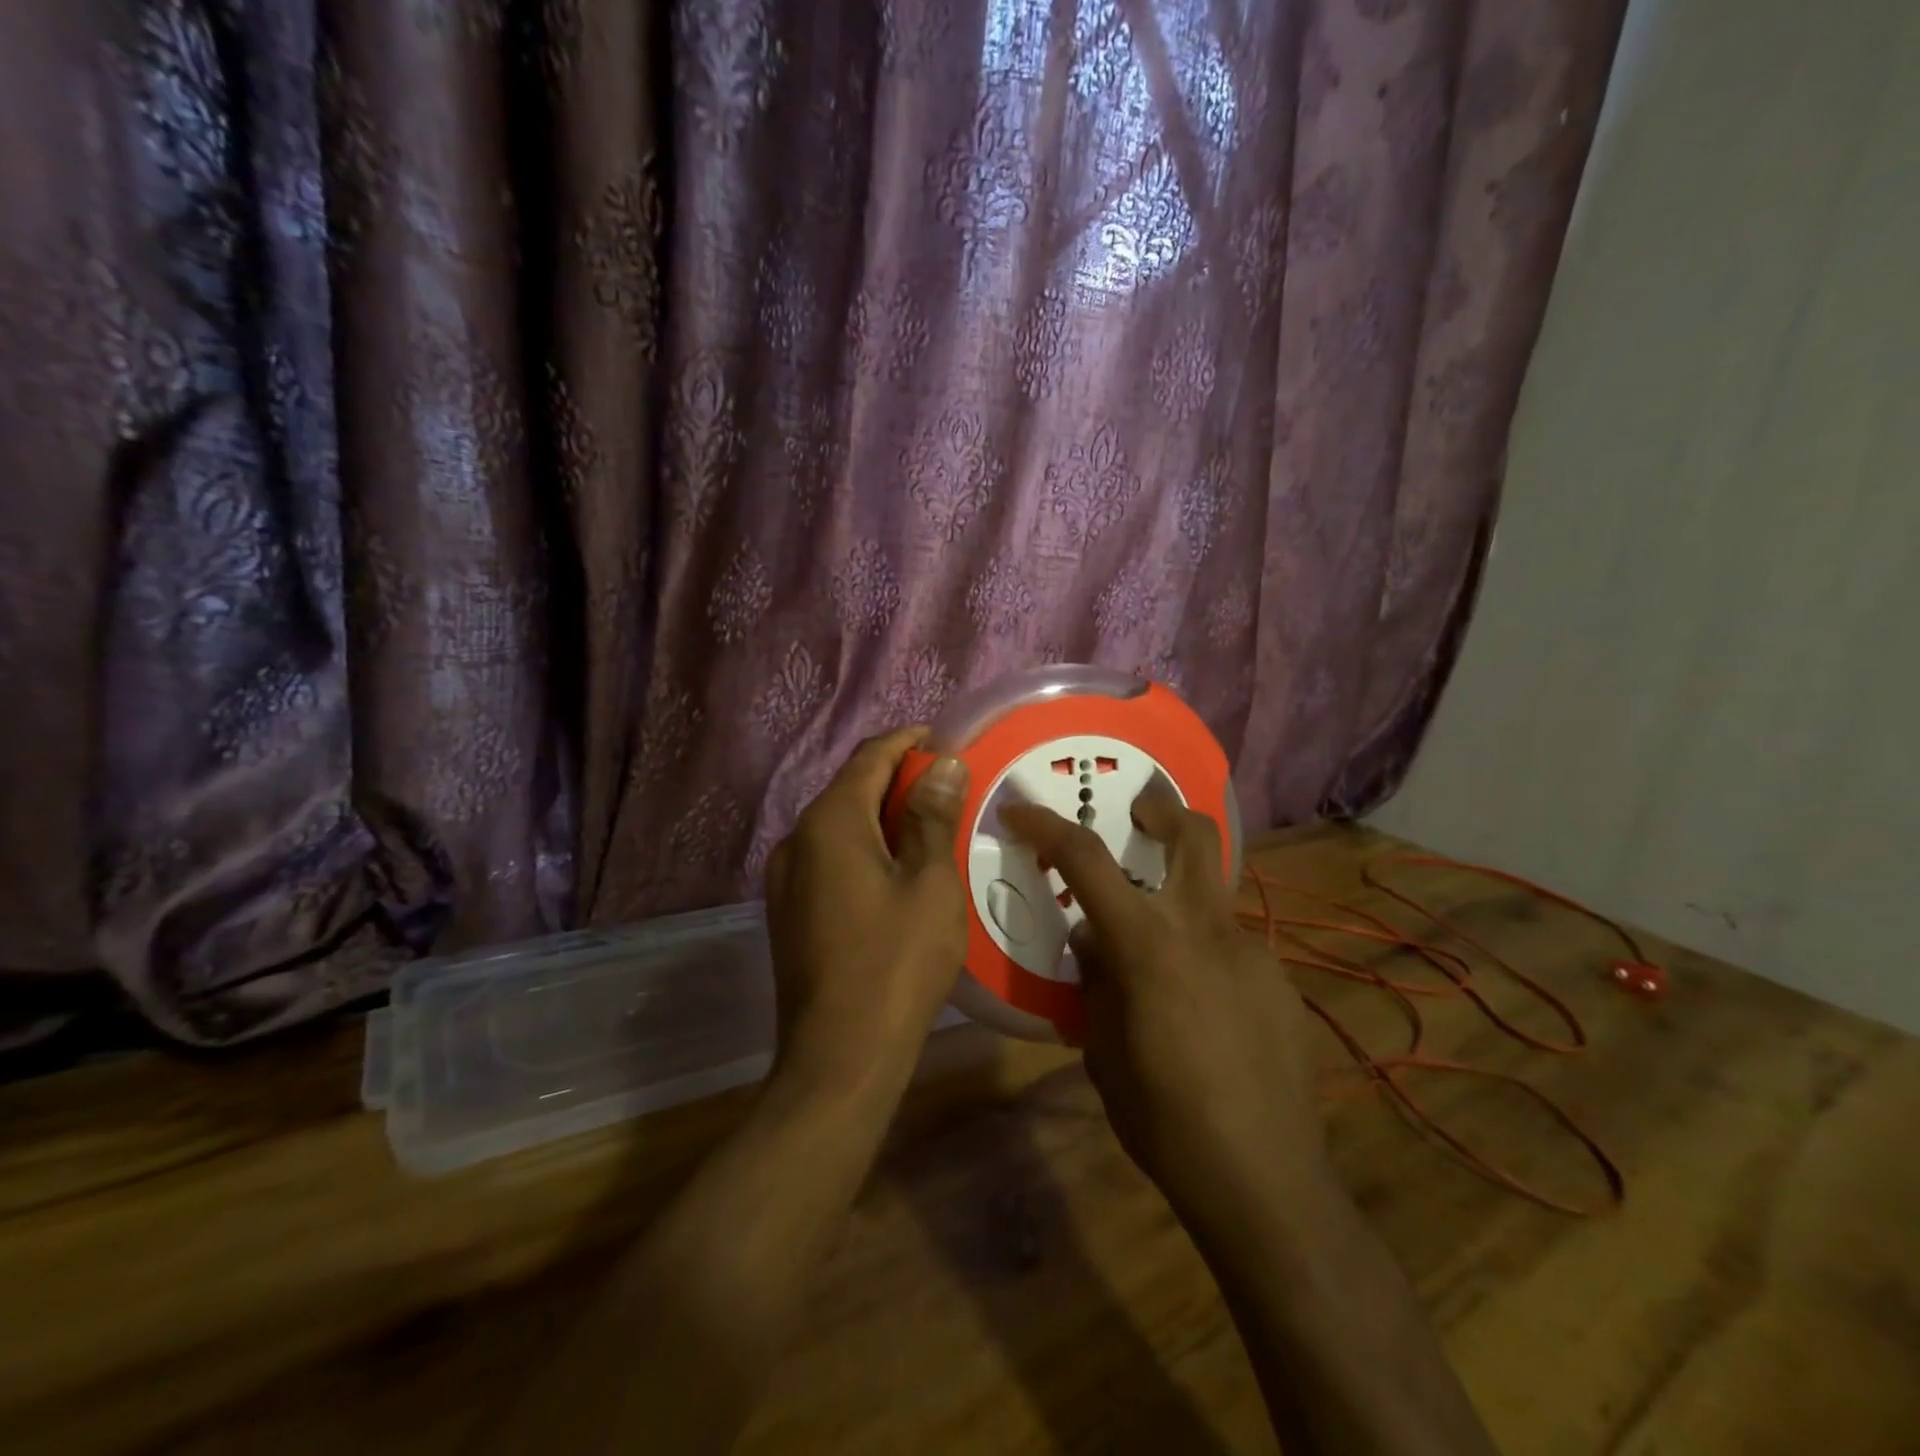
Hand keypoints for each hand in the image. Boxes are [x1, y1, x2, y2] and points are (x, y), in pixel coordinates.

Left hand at [764, 727, 970, 1093]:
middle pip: (852, 788)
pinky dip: (865, 848)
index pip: (870, 756)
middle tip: (950, 788)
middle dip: (900, 780)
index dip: (909, 742)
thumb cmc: (896, 964)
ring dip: (883, 816)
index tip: (948, 742)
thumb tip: (940, 762)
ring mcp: (786, 877)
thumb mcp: (930, 884)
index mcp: (829, 822)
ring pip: (840, 825)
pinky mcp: (789, 910)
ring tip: (932, 828)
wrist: (839, 1057)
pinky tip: (898, 871)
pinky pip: (830, 858)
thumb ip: (932, 816)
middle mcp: (797, 839)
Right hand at [1000, 790, 1325, 1223]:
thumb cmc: (1165, 1120)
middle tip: (1139, 812)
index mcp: (1149, 944)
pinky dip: (1204, 954)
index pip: (1087, 861)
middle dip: (1163, 810)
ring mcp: (1252, 954)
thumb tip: (1094, 941)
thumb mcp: (1102, 1051)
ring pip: (1213, 896)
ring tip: (1159, 951)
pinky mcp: (1280, 984)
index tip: (1020, 810)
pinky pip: (1232, 949)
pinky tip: (1202, 1010)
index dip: (1047, 827)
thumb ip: (1096, 982)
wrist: (1267, 1184)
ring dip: (1181, 896)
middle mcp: (1205, 930)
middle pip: (1195, 836)